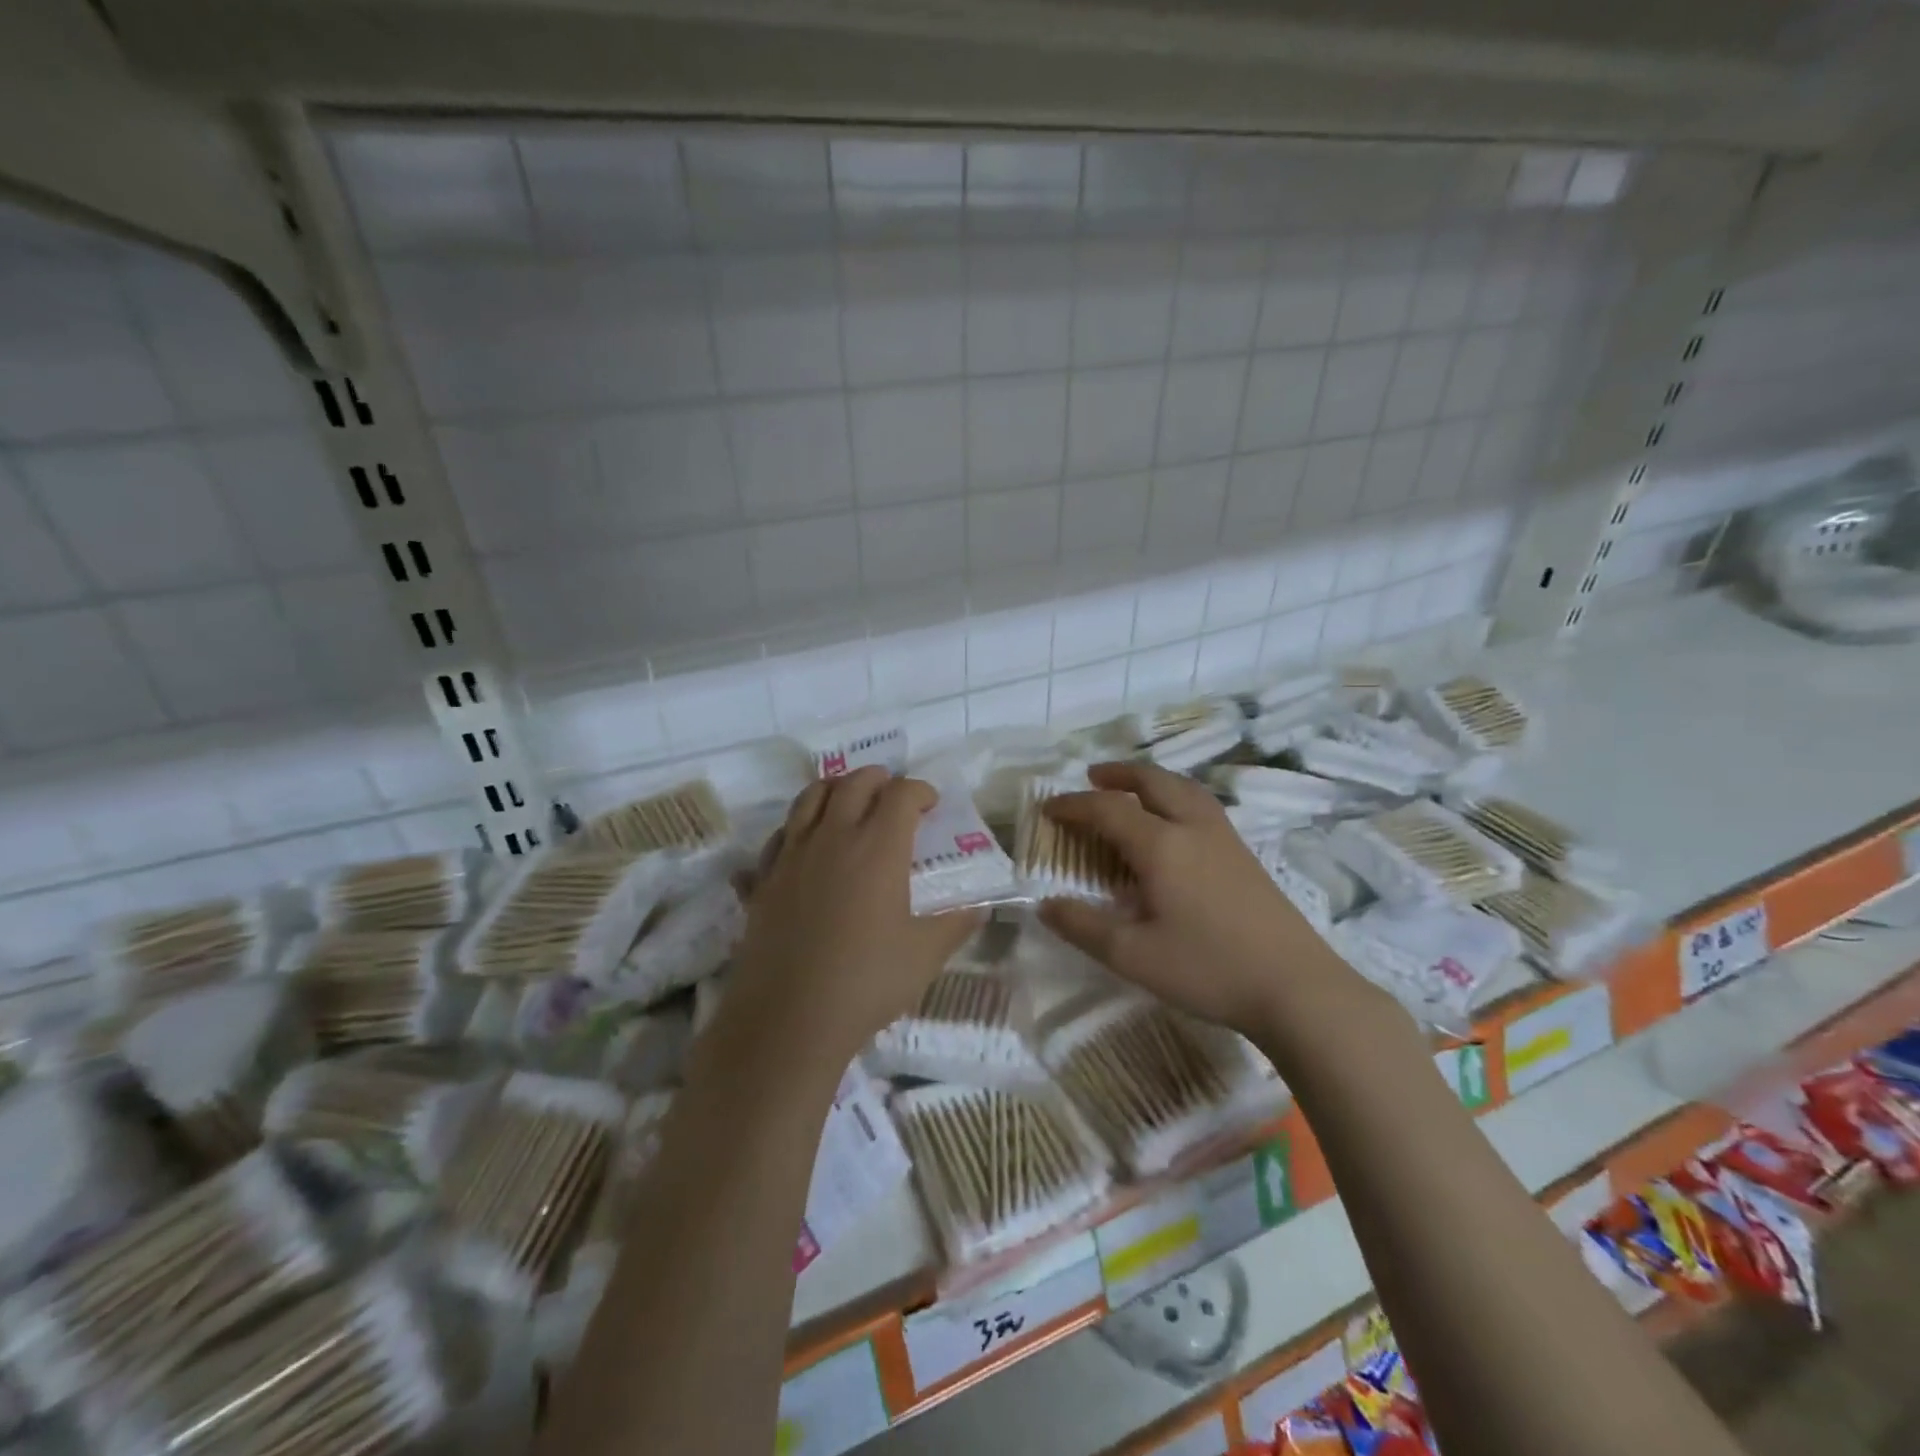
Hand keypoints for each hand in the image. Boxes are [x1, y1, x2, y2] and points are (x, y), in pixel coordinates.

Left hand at [730, 767, 980, 1061]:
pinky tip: (806, 846)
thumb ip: (955, 924)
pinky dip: (798, 827)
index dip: (920, 790)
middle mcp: (834, 837)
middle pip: (854, 782)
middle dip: (879, 779)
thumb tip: (979, 907)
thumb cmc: (866, 982)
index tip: (931, 804)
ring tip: (849, 803)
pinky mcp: (764, 878)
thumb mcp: (925, 955)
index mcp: (878, 847)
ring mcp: (793, 854)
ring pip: (810, 797)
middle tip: (893, 794)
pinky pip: (780, 834)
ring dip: (835, 789)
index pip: (901, 794)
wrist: (788, 1018)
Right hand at [1039, 761, 1358, 1040]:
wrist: (1296, 986)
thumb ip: (1084, 927)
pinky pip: (1202, 804)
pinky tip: (1175, 822)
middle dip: (1118, 774)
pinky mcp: (1245, 853)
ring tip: (1132, 789)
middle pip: (1152, 781)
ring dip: (1151, 780)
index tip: (1048, 809)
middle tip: (1092, 777)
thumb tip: (1045, 905)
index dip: (1074, 805)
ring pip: (1183, 788)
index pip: (1108, 809)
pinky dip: (1176, 795)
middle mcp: (1192, 827)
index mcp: (1162, 845)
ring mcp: (1225, 837)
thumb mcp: (1133, 956)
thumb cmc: (1208, 969)